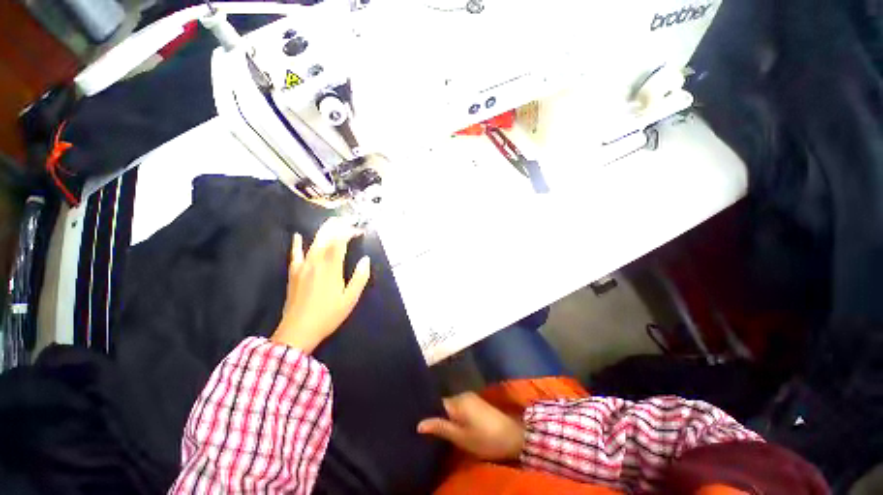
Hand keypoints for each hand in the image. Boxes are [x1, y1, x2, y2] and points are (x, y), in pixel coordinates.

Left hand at [271, 218, 370, 352]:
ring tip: (331, 223)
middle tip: (345, 220)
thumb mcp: (350, 299)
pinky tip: (298, 236)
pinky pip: (295, 255)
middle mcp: (316, 263)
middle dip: (336, 227)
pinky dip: (297, 244)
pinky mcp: (294, 274)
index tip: (358, 230)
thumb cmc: (328, 315)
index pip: (340, 243)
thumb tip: (366, 260)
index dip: (348, 233)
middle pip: (325, 239)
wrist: (298, 330)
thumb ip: (359, 277)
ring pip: (313, 243)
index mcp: (332, 268)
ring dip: (323, 232)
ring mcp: (302, 267)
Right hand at [417, 392, 524, 460]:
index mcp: (458, 401)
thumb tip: (419, 423)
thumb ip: (440, 427)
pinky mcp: (476, 403)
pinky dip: (455, 415)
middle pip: (444, 404)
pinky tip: (453, 426)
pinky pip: (460, 407)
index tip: (418, 421)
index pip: (437, 403)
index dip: (428, 412)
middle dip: (437, 415)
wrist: (513, 436)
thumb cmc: (485, 439)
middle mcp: (463, 394)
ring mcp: (471, 397)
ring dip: (446, 416)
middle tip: (427, 430)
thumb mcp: (461, 437)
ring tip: (438, 429)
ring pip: (452, 405)